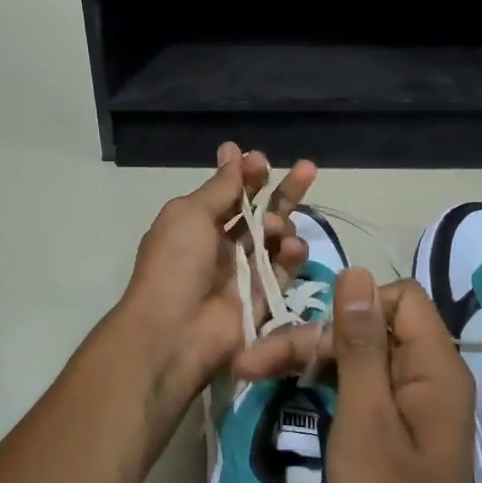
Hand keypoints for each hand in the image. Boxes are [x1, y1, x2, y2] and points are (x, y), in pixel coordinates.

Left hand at [117, 141, 316, 421]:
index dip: (247, 176)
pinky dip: (292, 255)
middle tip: (306, 169)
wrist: (176, 331)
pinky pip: (284, 270)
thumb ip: (220, 187)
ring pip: (277, 239)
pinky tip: (293, 246)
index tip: (260, 161)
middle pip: (260, 212)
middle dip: (282, 191)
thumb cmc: (176, 264)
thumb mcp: (190, 214)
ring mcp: (244, 272)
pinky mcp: (264, 297)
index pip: (230, 193)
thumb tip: (232, 151)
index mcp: (197, 224)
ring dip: (284, 223)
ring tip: (277, 227)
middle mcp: (222, 246)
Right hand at [233, 270, 481, 482]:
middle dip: (316, 338)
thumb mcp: (366, 418)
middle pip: (373, 326)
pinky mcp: (401, 426)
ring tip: (257, 374)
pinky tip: (293, 392)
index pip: (398, 297)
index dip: (353, 306)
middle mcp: (430, 374)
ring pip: (363, 357)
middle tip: (253, 364)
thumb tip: (354, 274)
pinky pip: (366, 386)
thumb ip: (361, 345)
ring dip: (315, 360)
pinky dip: (331, 385)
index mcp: (434, 365)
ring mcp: (416, 402)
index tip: (313, 341)